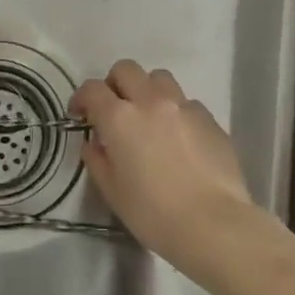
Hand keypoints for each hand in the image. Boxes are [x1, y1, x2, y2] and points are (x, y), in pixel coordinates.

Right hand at [70, 61, 271, 279]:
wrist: (214, 224)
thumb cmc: (153, 212)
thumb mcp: (112, 191)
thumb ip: (97, 159)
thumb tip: (95, 143)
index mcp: (120, 118)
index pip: (92, 89)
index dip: (81, 99)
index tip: (80, 115)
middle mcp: (151, 101)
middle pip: (126, 70)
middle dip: (114, 84)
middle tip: (114, 110)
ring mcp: (184, 107)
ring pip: (160, 78)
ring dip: (147, 91)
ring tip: (149, 118)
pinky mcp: (210, 119)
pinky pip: (186, 103)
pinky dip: (175, 112)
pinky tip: (179, 139)